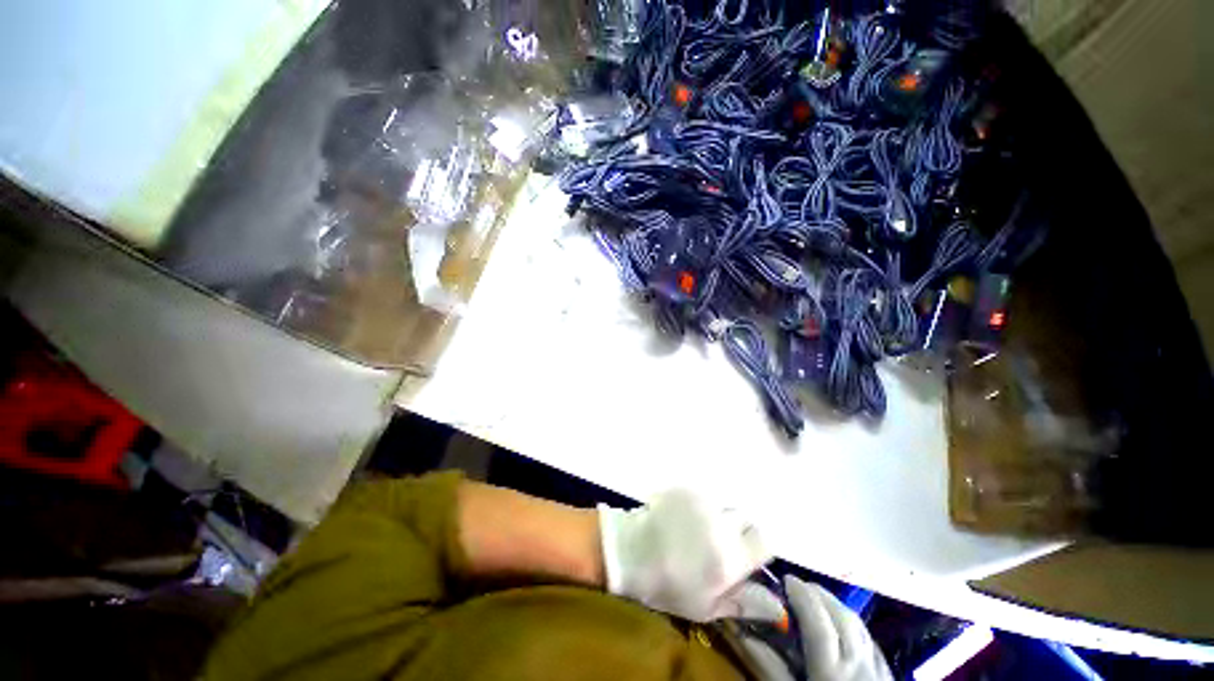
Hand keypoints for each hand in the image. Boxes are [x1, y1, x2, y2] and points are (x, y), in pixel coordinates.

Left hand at [598, 489, 770, 622]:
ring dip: (716, 517)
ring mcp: (702, 502)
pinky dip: (698, 506)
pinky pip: (703, 496)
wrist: (629, 551)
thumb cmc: (667, 586)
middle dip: (736, 531)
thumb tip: (777, 606)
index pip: (765, 541)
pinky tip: (680, 518)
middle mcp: (721, 524)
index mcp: (730, 557)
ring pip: (723, 506)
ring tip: (694, 530)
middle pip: (744, 520)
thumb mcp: (705, 607)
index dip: (756, 548)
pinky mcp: (686, 489)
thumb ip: (743, 603)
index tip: (742, 556)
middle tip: (715, 544)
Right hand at [739, 575, 891, 680]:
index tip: (786, 579)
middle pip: (840, 615)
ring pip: (857, 622)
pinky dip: (851, 622)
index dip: (802, 596)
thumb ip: (771, 667)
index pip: (817, 622)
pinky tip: (840, 624)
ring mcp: (877, 667)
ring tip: (815, 599)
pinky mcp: (888, 672)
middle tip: (797, 587)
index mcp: (830, 671)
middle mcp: (857, 663)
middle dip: (818, 594)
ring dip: (834, 604)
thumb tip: (746, 634)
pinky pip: (869, 637)